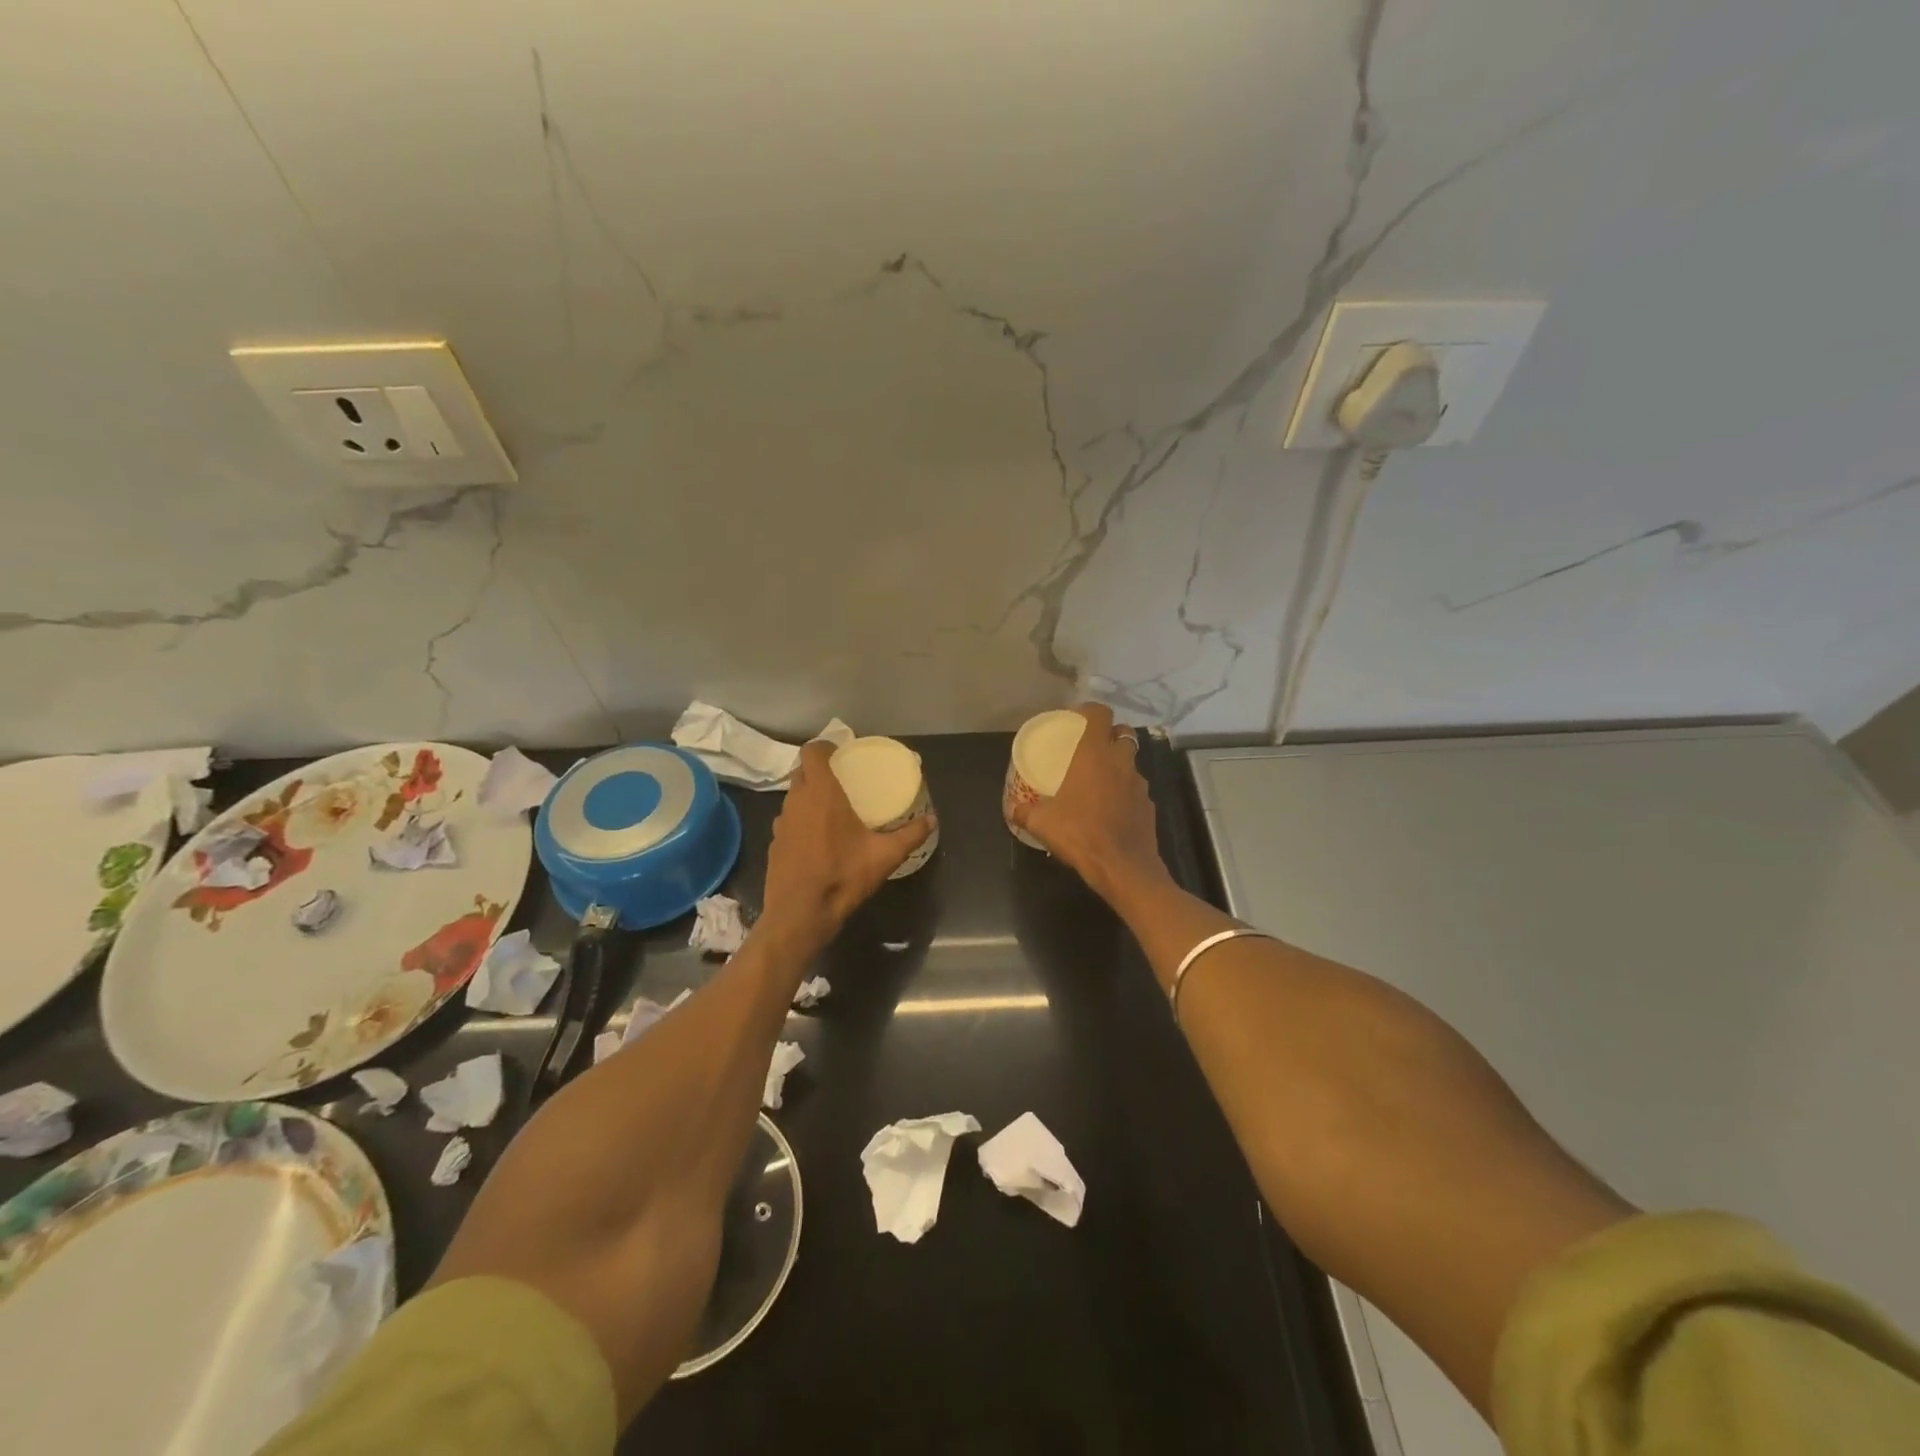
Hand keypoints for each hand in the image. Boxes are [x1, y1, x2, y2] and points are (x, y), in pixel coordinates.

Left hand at [761, 739, 933, 949]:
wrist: (799, 915)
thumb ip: (910, 835)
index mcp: (822, 793)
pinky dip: (802, 820)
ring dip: (809, 795)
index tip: (841, 753)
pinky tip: (818, 839)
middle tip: (843, 779)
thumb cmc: (842, 877)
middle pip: (802, 772)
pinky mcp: (774, 844)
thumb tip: (932, 820)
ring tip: (832, 808)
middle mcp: (796, 801)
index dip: (824, 746)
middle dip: (819, 770)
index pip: (812, 752)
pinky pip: (789, 820)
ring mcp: (781, 823)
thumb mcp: (884, 856)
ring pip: (793, 796)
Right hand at [1010, 703, 1169, 902]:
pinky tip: (1112, 810)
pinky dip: (1126, 792)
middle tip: (1090, 748)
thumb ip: (1024, 812)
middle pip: (1123, 733)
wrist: (1123, 867)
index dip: (1090, 710)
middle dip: (1109, 735)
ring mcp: (1139, 784)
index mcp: (1094, 754)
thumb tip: (1012, 809)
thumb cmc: (1080, 834)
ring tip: (1099, 781)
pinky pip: (1136, 789)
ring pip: (1131, 762)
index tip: (1077, 717)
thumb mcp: (1042, 823)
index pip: (1100, 714)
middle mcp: (1121, 762)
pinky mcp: (1149, 805)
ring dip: (1118, 765)